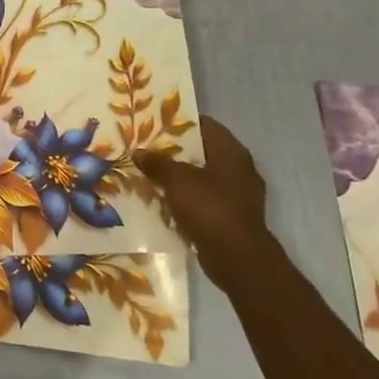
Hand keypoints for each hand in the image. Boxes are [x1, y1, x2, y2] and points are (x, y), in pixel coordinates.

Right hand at [136, 115, 272, 290]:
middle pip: (202, 151)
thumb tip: (139, 152)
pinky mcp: (231, 217)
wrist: (236, 258)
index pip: (205, 125)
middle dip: (175, 150)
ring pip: (201, 176)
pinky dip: (185, 198)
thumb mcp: (177, 180)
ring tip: (148, 172)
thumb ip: (157, 163)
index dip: (180, 121)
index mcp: (232, 152)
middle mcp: (239, 169)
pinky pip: (203, 199)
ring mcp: (237, 195)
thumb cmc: (210, 208)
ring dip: (178, 176)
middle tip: (146, 147)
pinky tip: (162, 199)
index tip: (154, 121)